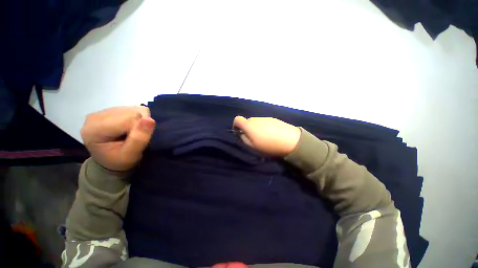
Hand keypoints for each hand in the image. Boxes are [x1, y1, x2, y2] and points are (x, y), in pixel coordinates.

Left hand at [81, 106, 155, 170]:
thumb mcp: (131, 155)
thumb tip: (150, 120)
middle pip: (131, 112)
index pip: (129, 119)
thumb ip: (139, 139)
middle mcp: (96, 116)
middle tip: (135, 137)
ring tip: (132, 133)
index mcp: (95, 129)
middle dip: (140, 125)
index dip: (139, 130)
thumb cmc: (120, 161)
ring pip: (133, 109)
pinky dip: (138, 118)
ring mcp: (102, 111)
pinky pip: (133, 108)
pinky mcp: (110, 110)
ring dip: (140, 121)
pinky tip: (131, 127)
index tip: (136, 141)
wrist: (110, 160)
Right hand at [232, 116, 300, 156]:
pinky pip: (264, 122)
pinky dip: (264, 127)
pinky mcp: (273, 118)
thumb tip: (241, 133)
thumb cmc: (268, 145)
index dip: (235, 125)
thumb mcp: (252, 146)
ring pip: (256, 122)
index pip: (237, 119)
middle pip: (247, 121)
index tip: (239, 133)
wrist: (290, 140)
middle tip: (253, 138)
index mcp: (248, 125)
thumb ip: (244, 139)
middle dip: (247, 128)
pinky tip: (271, 134)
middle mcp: (255, 119)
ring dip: (256, 128)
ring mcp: (265, 118)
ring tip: (264, 137)